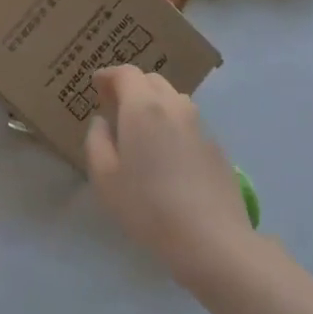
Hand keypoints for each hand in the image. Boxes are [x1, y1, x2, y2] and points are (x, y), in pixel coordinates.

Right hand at [84, 66, 252, 282]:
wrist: (212, 240)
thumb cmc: (147, 207)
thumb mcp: (104, 177)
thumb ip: (97, 141)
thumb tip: (102, 123)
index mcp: (142, 108)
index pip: (126, 73)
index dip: (108, 75)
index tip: (96, 86)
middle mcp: (174, 107)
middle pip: (151, 80)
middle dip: (131, 86)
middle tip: (114, 106)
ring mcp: (200, 126)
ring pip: (174, 99)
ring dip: (153, 103)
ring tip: (140, 129)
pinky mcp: (217, 147)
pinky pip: (189, 122)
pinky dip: (172, 124)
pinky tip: (166, 154)